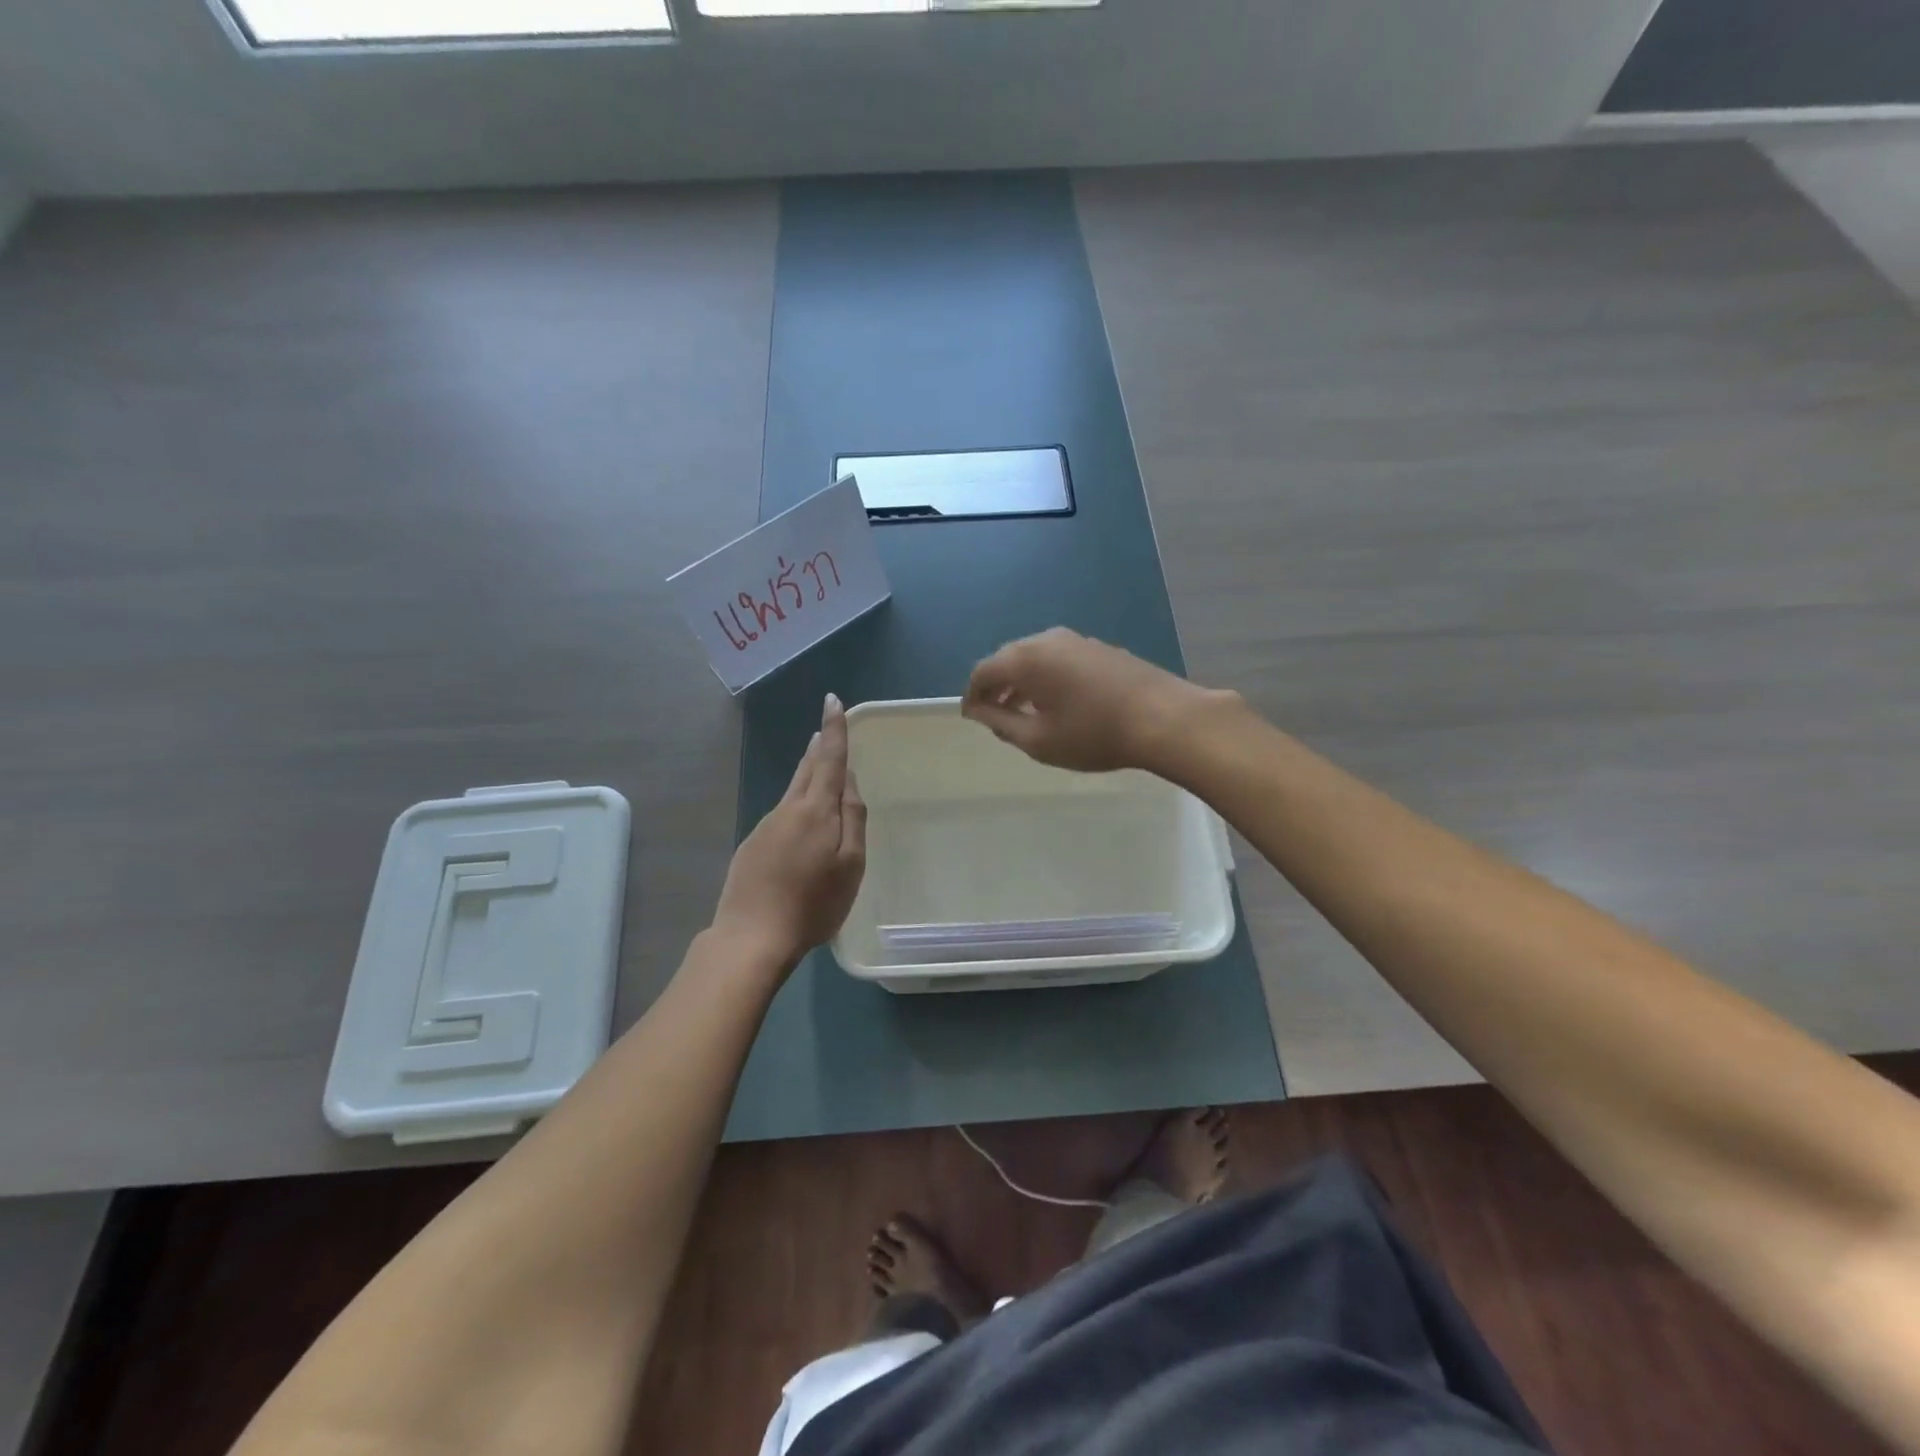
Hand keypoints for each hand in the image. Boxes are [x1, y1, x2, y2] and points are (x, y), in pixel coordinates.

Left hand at [711, 694, 867, 974]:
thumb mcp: (850, 864)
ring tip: (819, 764)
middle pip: (807, 769)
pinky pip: (781, 815)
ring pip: (792, 791)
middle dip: (819, 746)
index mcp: (816, 810)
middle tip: (825, 729)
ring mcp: (766, 826)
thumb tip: (849, 781)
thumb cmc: (813, 904)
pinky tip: (800, 824)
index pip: (829, 759)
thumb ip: (853, 818)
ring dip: (807, 773)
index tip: (832, 701)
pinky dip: (795, 806)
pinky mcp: (752, 845)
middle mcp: (788, 809)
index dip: (833, 729)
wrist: (751, 936)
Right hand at [961, 627, 1227, 773]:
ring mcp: (1076, 640)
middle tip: (995, 716)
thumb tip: (978, 711)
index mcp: (1025, 659)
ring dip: (1022, 682)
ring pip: (1034, 657)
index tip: (971, 717)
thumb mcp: (1039, 740)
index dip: (972, 695)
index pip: (983, 671)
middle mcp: (1046, 639)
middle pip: (1007, 658)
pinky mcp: (1099, 647)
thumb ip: (1001, 723)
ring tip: (1024, 712)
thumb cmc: (1094, 734)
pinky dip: (1046, 677)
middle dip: (996, 686)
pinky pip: (1058, 658)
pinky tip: (1058, 702)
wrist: (1164, 718)